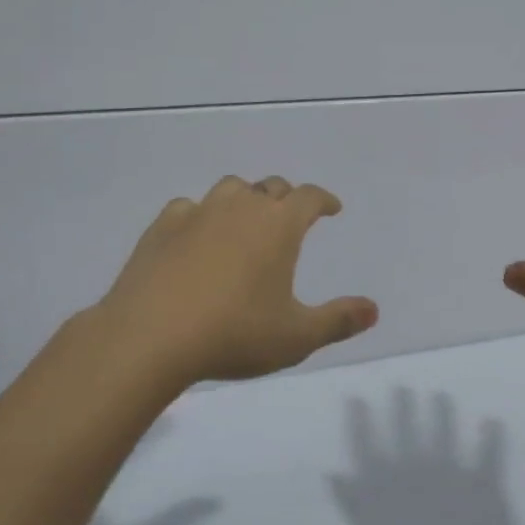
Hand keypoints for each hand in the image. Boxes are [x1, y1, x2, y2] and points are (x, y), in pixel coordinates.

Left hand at [77, 175, 378, 388]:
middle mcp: (241, 207)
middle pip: (270, 187)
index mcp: (278, 225)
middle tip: (289, 219)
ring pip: (230, 189)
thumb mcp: (296, 337)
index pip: (309, 197)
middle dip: (286, 198)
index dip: (323, 200)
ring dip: (244, 199)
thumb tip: (373, 309)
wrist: (150, 336)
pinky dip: (200, 216)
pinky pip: (188, 207)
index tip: (331, 209)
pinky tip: (196, 237)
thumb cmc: (234, 334)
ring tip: (245, 222)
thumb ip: (338, 320)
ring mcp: (198, 212)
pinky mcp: (162, 227)